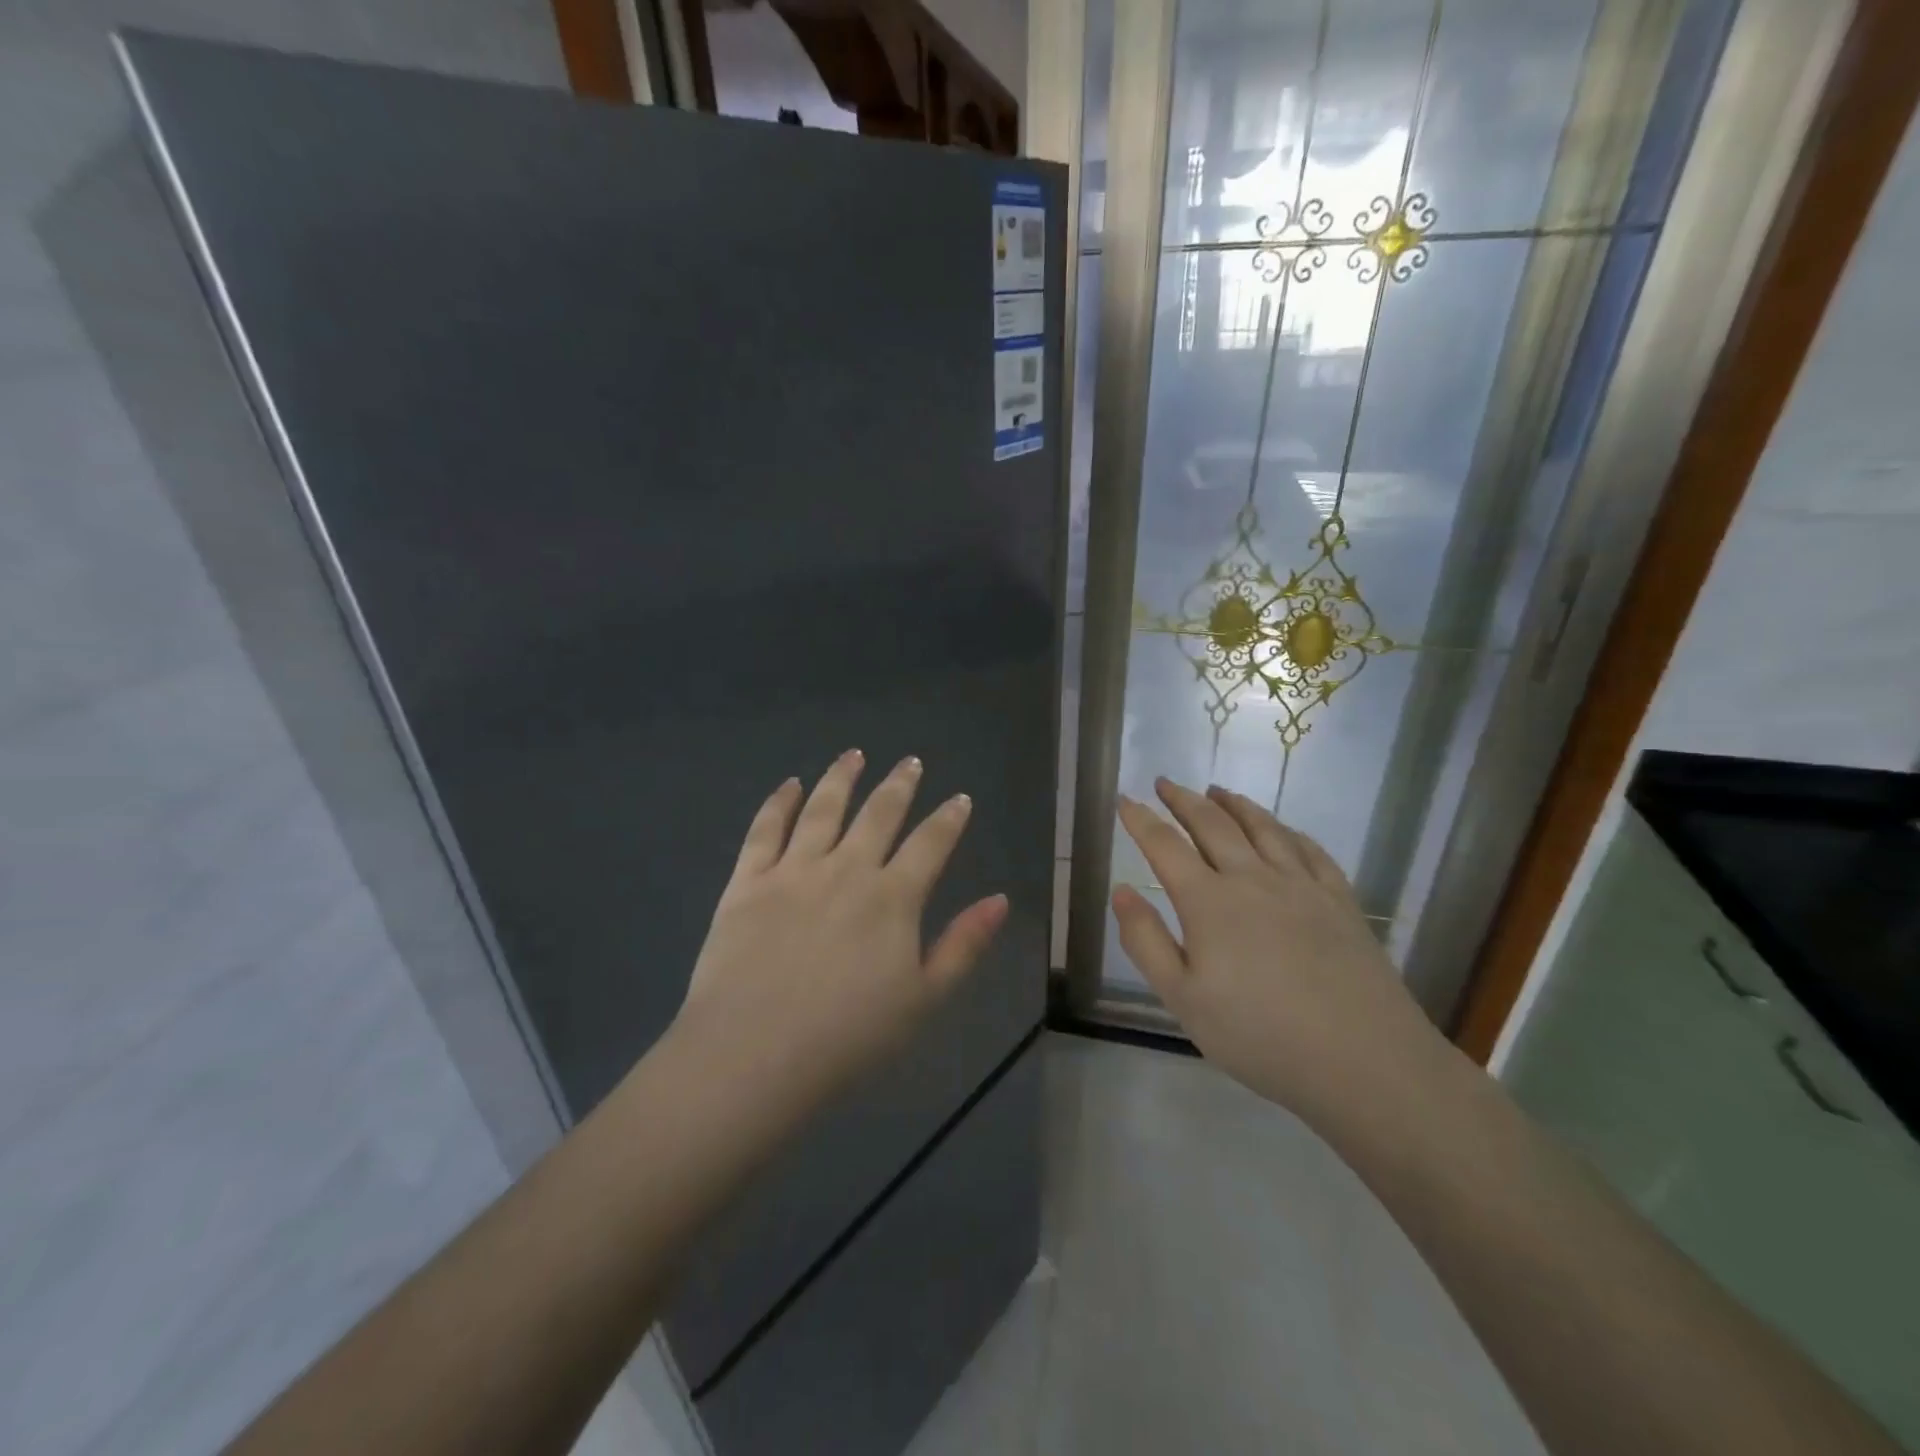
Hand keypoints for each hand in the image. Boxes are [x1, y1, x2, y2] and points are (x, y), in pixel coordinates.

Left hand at [672, 749, 1008, 1111]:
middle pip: (878, 813)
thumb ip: (964, 944)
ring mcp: (793, 871)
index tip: (959, 798)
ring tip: (854, 755)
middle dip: (899, 784)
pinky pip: (765, 829)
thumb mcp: (924, 999)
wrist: (752, 1055)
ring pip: (823, 808)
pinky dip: (781, 802)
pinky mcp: (747, 881)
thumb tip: (1000, 899)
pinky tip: (791, 785)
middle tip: (910, 761)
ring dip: (842, 777)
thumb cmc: (848, 1037)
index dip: (949, 818)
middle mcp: (846, 869)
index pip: (930, 843)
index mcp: (892, 897)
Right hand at [1112, 778, 1441, 1118]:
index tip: (1124, 798)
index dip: (1140, 820)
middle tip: (1165, 783)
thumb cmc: (1259, 1035)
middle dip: (1183, 800)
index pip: (1164, 846)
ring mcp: (1301, 885)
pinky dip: (1288, 830)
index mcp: (1209, 901)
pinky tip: (1283, 829)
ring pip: (1262, 827)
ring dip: (1234, 804)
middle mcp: (1252, 879)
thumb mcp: (1183, 999)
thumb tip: (1121, 891)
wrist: (1363, 1060)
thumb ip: (1146, 941)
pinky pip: (1309, 850)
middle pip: (1212, 824)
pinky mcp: (1340, 900)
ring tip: (1217, 790)